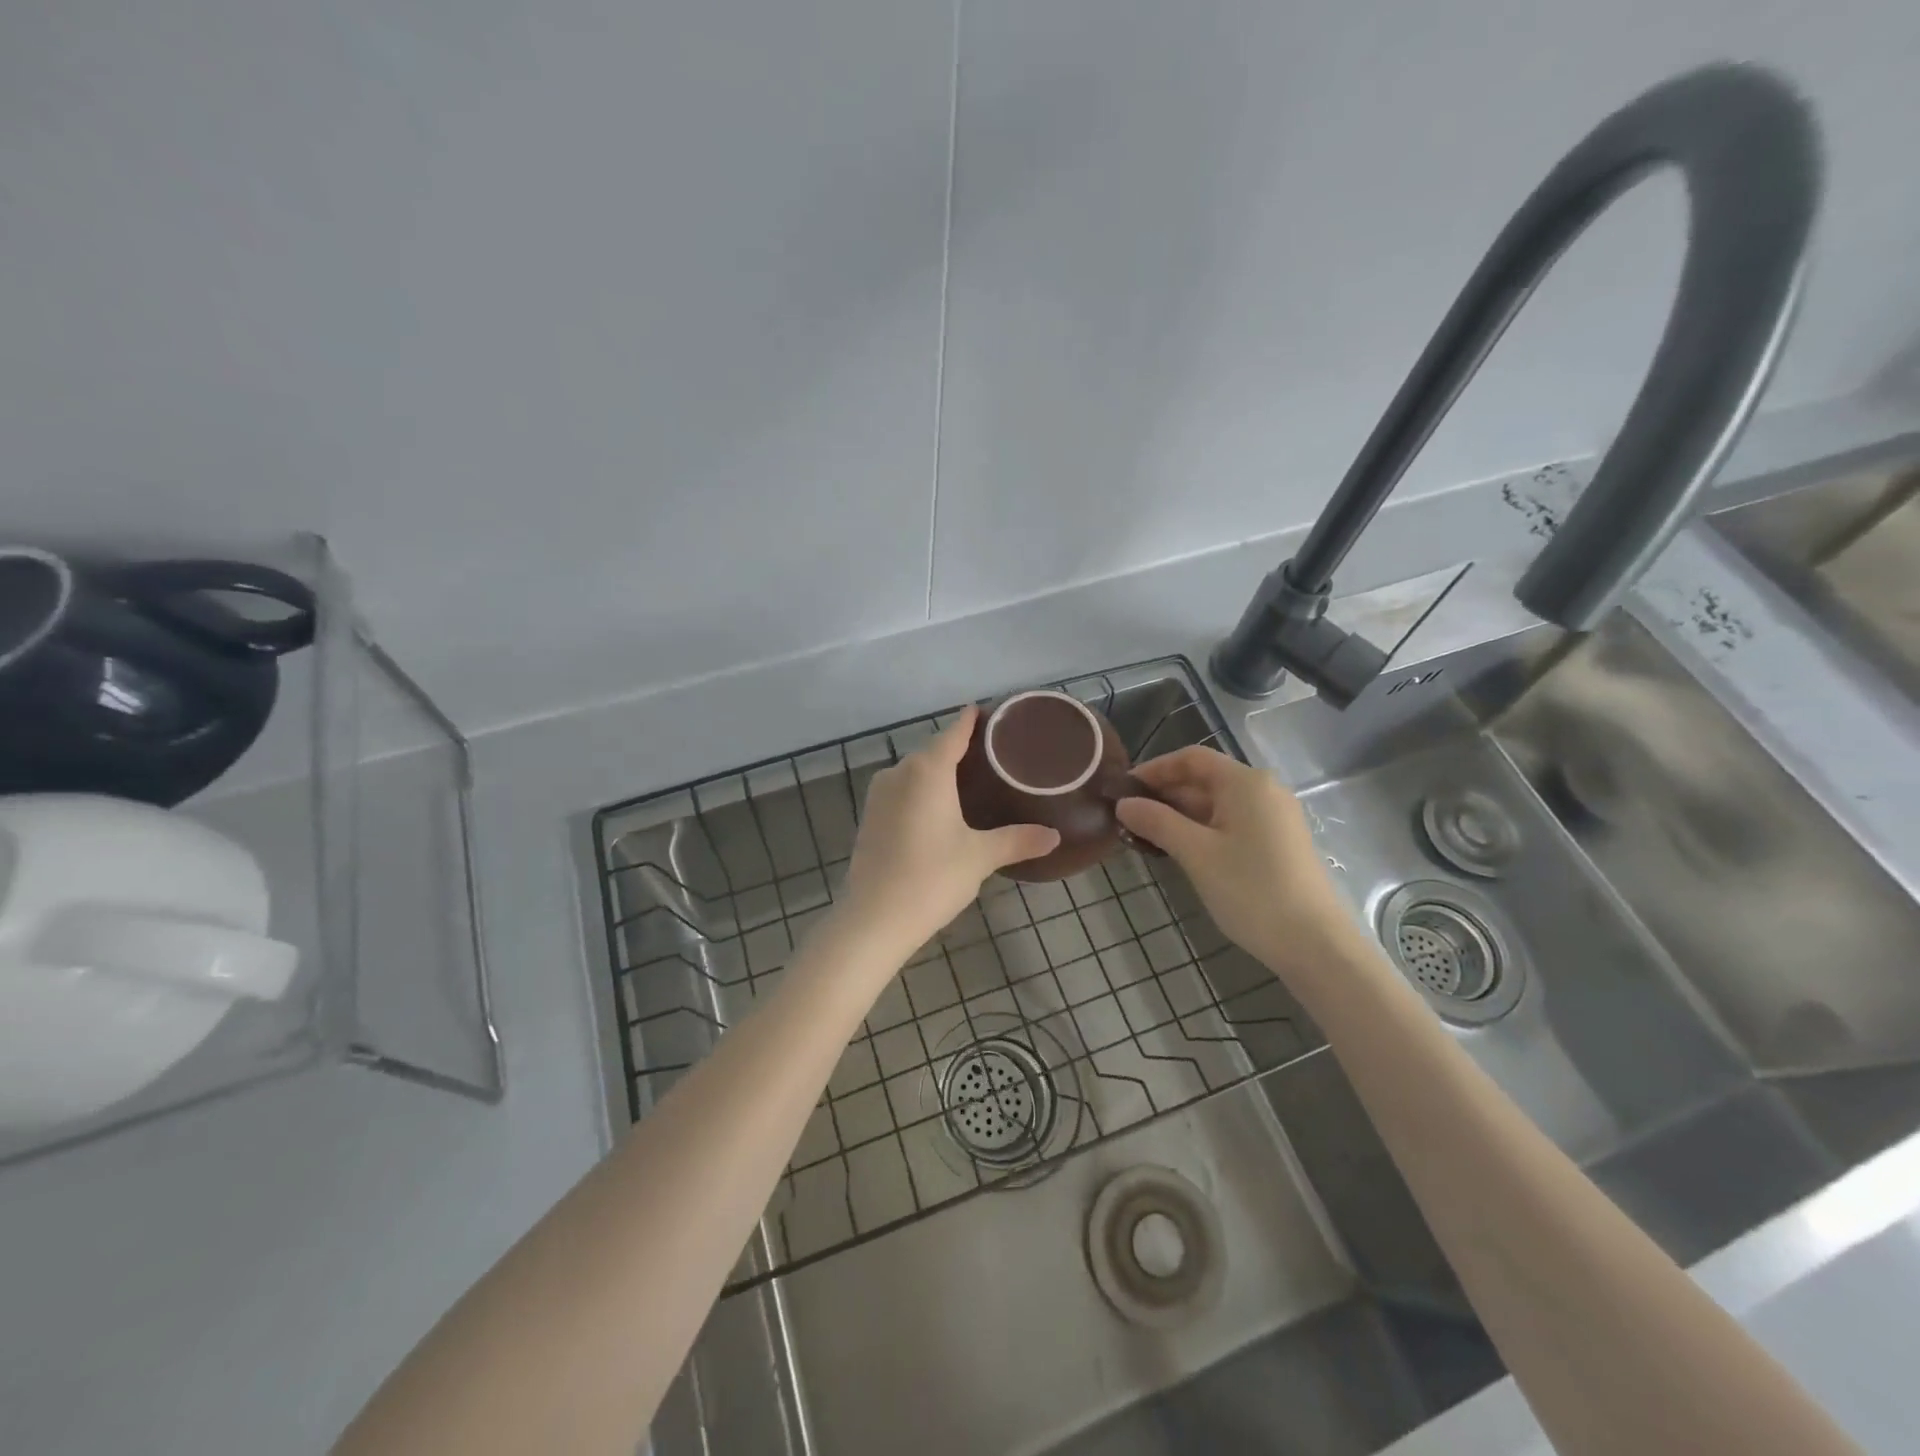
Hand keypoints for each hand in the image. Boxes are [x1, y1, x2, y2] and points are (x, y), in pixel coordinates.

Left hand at [841, 707, 1060, 953]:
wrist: (873, 918)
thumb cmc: (931, 877)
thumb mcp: (980, 857)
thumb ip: (1017, 840)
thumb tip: (1054, 836)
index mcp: (927, 770)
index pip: (954, 732)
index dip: (972, 721)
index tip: (989, 713)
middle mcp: (900, 772)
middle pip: (934, 750)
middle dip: (959, 748)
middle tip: (993, 755)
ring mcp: (880, 794)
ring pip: (915, 771)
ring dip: (938, 771)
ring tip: (971, 781)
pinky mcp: (870, 817)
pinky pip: (902, 790)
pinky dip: (922, 791)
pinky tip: (939, 809)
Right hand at [1115, 746, 1366, 984]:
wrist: (1315, 944)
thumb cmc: (1252, 890)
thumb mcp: (1196, 854)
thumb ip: (1157, 822)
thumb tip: (1124, 804)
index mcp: (1245, 782)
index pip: (1191, 758)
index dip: (1154, 769)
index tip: (1123, 790)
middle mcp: (1263, 791)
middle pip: (1204, 779)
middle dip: (1164, 795)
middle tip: (1127, 818)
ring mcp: (1274, 818)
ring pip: (1216, 804)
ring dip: (1179, 816)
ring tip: (1145, 837)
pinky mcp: (1277, 843)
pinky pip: (1231, 823)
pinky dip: (1201, 830)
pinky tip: (1179, 851)